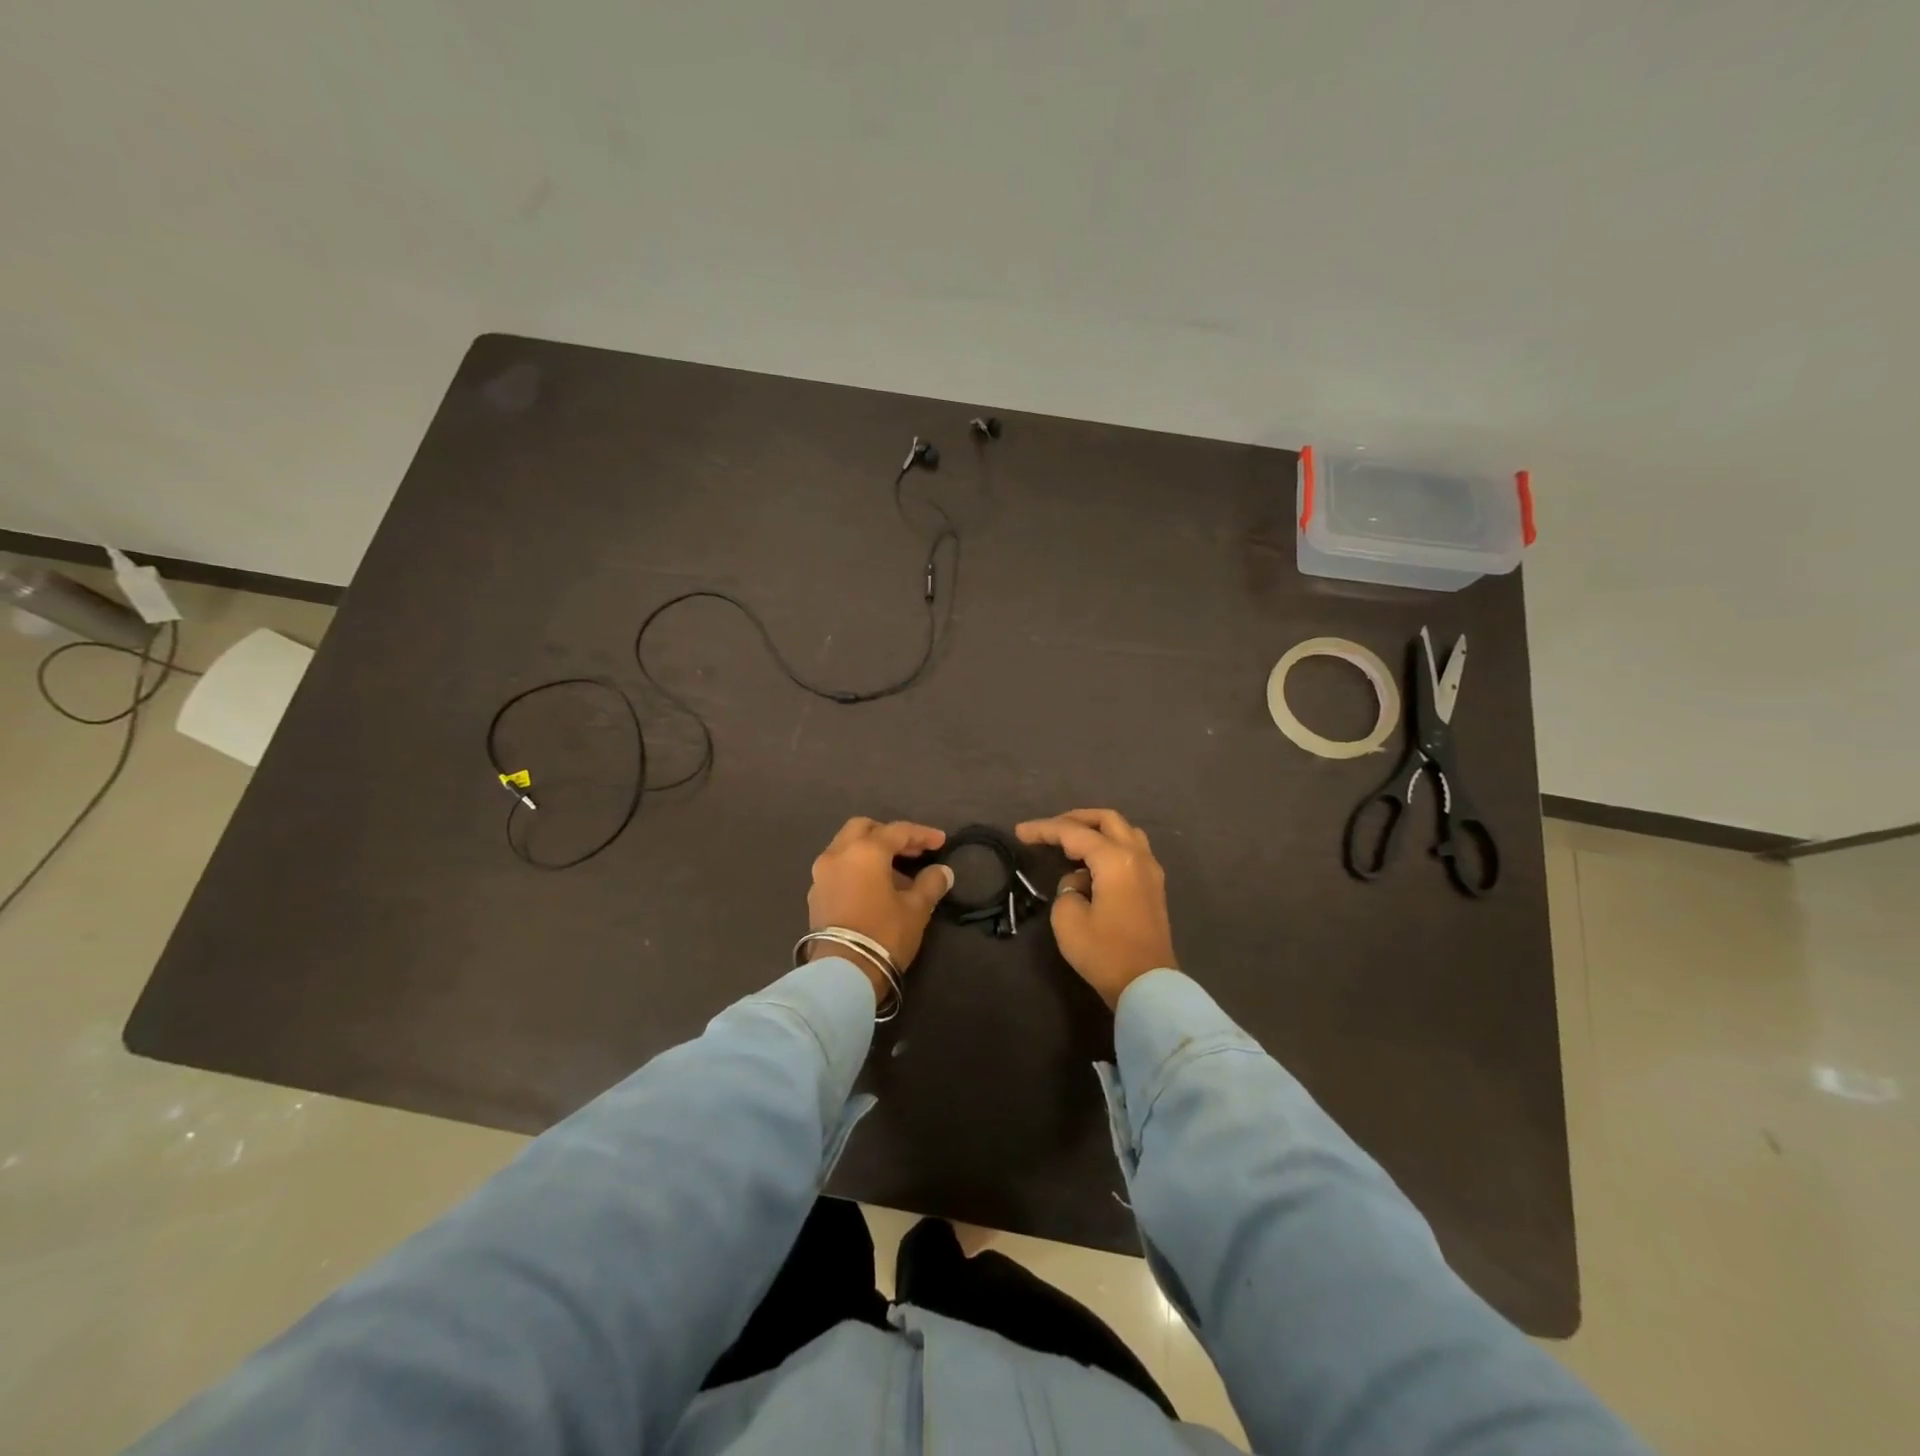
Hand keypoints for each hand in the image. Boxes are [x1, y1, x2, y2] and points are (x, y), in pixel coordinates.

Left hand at [807, 818, 954, 997]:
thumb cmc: (884, 934)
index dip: (922, 834)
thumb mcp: (916, 909)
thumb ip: (931, 884)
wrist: (843, 973)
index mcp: (865, 851)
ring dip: (871, 851)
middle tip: (912, 850)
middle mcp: (838, 854)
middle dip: (889, 834)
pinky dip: (857, 867)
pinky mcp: (815, 894)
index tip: (941, 841)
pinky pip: (838, 867)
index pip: (898, 831)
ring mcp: (821, 874)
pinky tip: (874, 887)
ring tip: (896, 872)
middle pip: (864, 828)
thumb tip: (943, 871)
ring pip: (847, 847)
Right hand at [1016, 808, 1175, 1010]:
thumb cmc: (1105, 952)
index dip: (1044, 829)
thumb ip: (1067, 889)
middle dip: (1075, 819)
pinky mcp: (1154, 887)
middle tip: (1049, 829)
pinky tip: (1092, 863)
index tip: (1020, 831)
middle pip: (1107, 820)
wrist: (1148, 986)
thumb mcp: (1068, 919)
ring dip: (1097, 830)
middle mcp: (1137, 856)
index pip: (1074, 833)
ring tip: (1071, 843)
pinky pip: (1131, 850)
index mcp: (1115, 860)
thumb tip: (1080, 882)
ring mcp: (1151, 871)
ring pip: (1125, 832)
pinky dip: (1110, 846)